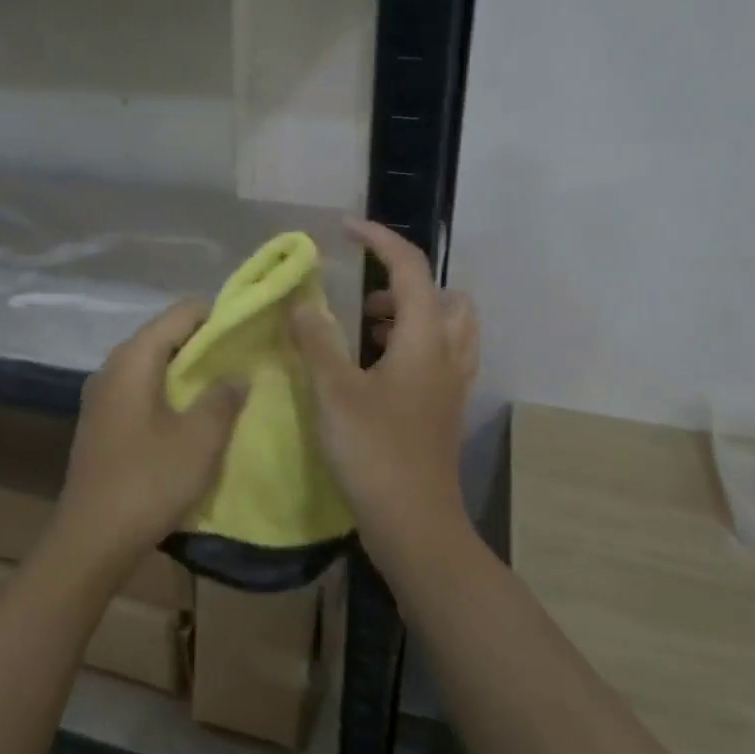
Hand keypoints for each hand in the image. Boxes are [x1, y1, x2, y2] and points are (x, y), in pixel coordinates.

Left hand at [59, 299, 244, 556]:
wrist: (92, 539)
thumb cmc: (149, 480)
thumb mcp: (200, 438)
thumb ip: (224, 397)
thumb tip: (237, 372)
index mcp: (134, 358)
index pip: (181, 313)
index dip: (218, 316)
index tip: (250, 331)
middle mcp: (112, 367)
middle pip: (165, 337)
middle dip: (205, 345)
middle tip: (244, 360)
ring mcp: (102, 397)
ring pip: (153, 366)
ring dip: (188, 373)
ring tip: (226, 387)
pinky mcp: (102, 423)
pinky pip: (141, 392)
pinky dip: (169, 394)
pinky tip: (192, 417)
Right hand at [290, 219, 479, 561]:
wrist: (414, 523)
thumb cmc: (374, 452)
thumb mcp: (334, 391)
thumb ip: (317, 340)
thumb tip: (302, 302)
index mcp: (424, 338)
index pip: (410, 268)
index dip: (379, 240)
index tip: (345, 230)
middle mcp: (448, 353)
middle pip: (444, 296)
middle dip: (404, 285)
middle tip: (363, 303)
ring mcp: (452, 384)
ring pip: (447, 328)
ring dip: (411, 316)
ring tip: (365, 334)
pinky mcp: (445, 409)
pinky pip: (439, 357)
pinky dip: (414, 346)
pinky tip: (375, 372)